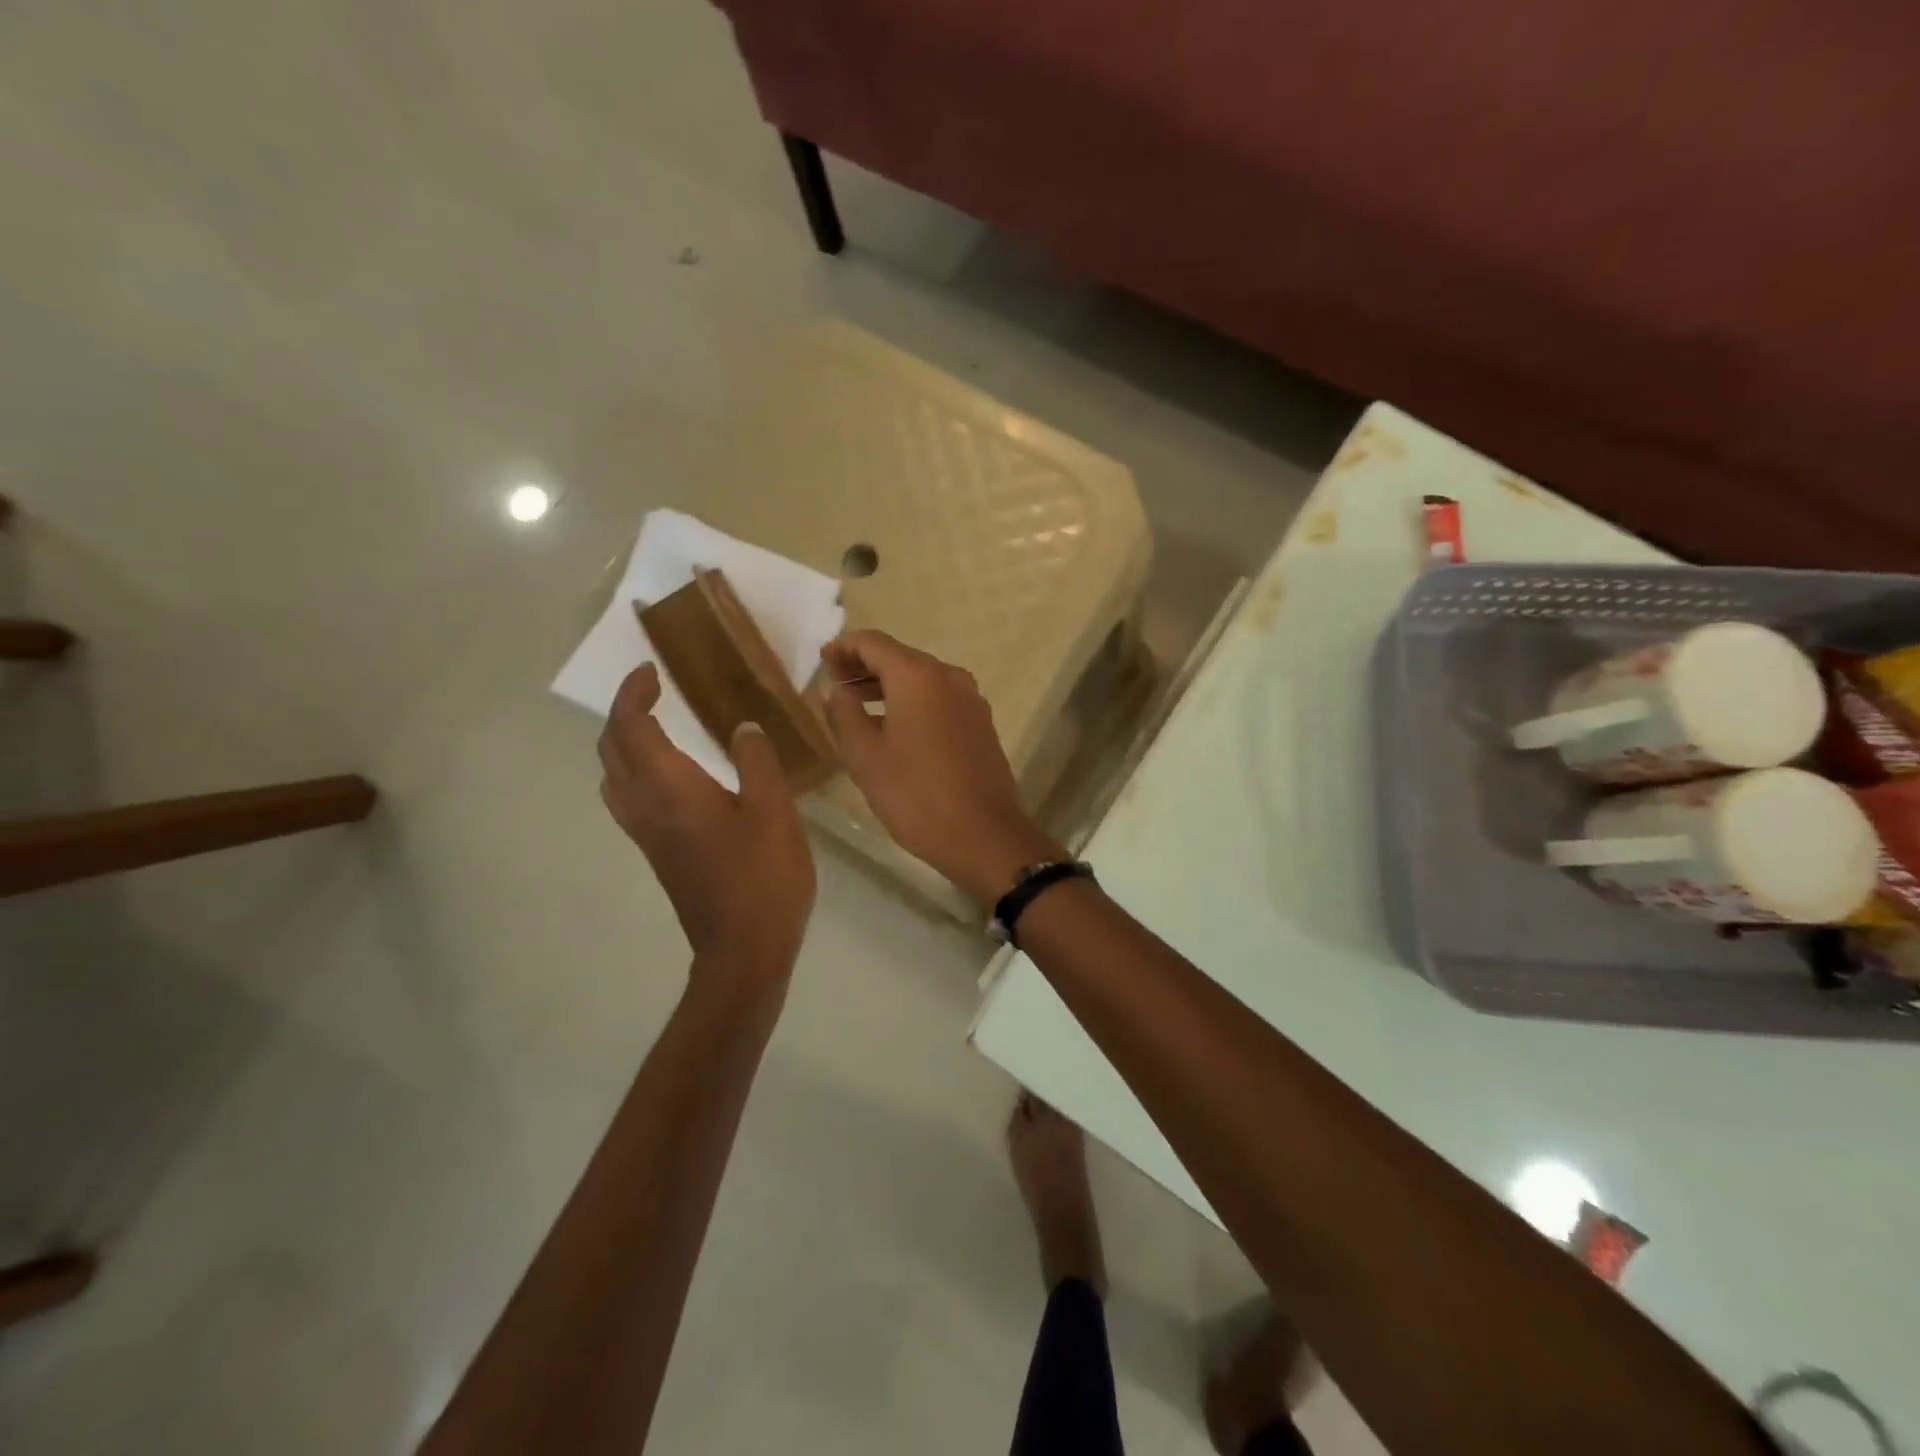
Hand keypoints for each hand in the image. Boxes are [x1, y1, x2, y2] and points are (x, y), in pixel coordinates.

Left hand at [599, 663, 815, 977]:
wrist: (743, 948)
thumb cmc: (763, 875)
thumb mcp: (773, 809)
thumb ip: (756, 761)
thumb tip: (741, 728)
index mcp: (670, 788)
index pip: (630, 727)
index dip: (633, 693)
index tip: (653, 672)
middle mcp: (645, 807)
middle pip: (611, 750)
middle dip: (625, 713)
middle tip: (655, 693)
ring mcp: (646, 834)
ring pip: (613, 777)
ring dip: (624, 743)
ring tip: (658, 727)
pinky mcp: (656, 853)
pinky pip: (627, 799)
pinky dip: (634, 771)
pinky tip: (672, 775)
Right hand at [821, 631, 1063, 903]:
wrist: (984, 835)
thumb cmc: (916, 795)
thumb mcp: (866, 757)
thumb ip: (844, 715)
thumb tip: (836, 691)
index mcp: (918, 677)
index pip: (873, 643)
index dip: (843, 647)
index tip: (822, 661)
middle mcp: (948, 677)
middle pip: (900, 658)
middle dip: (864, 666)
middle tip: (834, 683)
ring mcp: (971, 700)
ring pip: (921, 679)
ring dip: (887, 686)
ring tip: (856, 704)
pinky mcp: (981, 723)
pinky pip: (939, 699)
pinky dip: (912, 702)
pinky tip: (893, 726)